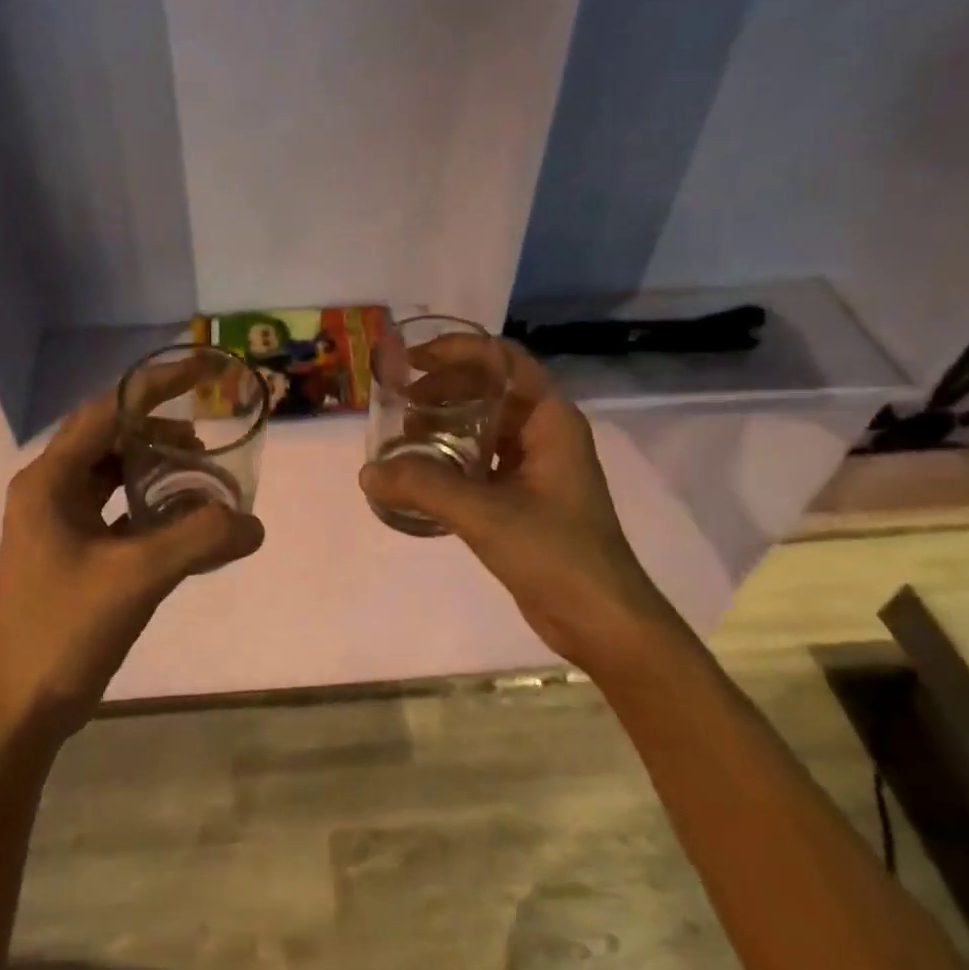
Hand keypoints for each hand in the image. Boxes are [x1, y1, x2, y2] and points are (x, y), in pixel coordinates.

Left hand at [0, 392, 265, 746]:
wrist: (17, 710)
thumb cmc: (64, 632)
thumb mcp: (137, 579)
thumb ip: (199, 541)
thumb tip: (254, 524)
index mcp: (49, 481)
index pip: (108, 410)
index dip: (157, 385)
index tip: (204, 370)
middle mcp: (47, 490)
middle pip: (109, 436)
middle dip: (160, 427)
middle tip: (208, 432)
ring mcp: (55, 521)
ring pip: (111, 472)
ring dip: (154, 465)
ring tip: (200, 471)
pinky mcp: (68, 549)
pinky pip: (113, 506)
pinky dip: (147, 501)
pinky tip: (180, 517)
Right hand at [359, 340, 675, 671]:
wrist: (601, 620)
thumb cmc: (555, 553)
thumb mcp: (485, 514)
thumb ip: (424, 487)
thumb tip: (367, 472)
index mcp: (550, 419)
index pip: (503, 358)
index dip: (457, 349)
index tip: (411, 360)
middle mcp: (545, 433)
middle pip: (490, 388)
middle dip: (443, 388)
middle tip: (399, 403)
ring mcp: (537, 465)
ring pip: (485, 425)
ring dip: (446, 423)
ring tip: (403, 437)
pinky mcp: (526, 496)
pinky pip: (484, 459)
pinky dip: (452, 456)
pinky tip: (422, 473)